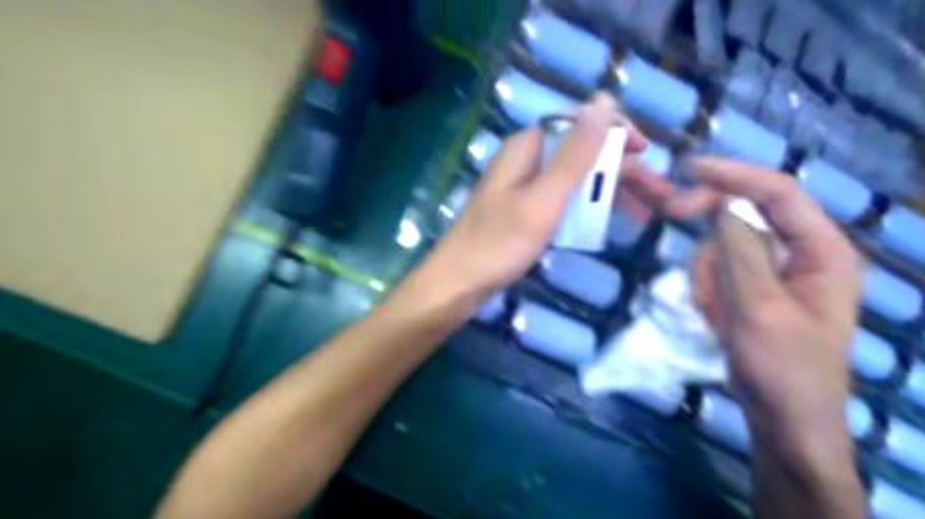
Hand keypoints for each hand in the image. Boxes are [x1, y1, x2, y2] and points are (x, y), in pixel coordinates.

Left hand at [423, 92, 697, 297]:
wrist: (457, 285)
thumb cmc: (498, 244)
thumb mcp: (543, 199)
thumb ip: (574, 154)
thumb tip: (602, 101)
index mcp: (526, 148)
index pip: (578, 122)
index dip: (614, 131)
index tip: (645, 151)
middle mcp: (525, 161)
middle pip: (580, 153)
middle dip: (618, 169)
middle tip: (656, 194)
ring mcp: (523, 189)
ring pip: (573, 179)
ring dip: (607, 191)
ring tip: (643, 211)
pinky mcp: (522, 213)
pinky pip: (561, 202)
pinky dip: (586, 209)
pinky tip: (607, 222)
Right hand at [686, 158, 860, 457]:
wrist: (784, 419)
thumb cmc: (782, 368)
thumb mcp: (758, 308)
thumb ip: (740, 251)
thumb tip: (721, 206)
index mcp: (822, 251)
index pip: (778, 193)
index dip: (734, 175)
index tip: (688, 168)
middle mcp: (802, 253)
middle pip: (745, 218)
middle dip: (712, 237)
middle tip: (676, 239)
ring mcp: (775, 272)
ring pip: (724, 248)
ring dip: (707, 274)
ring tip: (712, 310)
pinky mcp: (754, 289)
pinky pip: (719, 271)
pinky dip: (707, 288)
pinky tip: (714, 316)